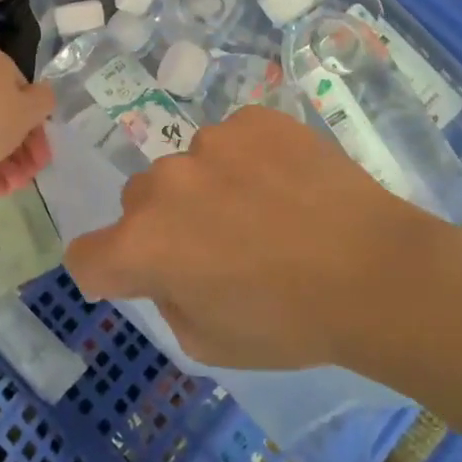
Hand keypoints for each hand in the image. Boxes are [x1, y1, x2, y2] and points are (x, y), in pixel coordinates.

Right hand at [64, 106, 443, 369]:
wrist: (375, 270)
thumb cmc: (290, 322)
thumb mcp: (209, 343)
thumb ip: (168, 298)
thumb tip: (169, 267)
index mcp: (144, 244)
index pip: (86, 255)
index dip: (110, 272)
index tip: (142, 277)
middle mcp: (165, 183)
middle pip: (139, 202)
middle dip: (164, 225)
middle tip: (219, 247)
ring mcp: (211, 141)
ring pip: (188, 166)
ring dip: (208, 188)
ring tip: (264, 211)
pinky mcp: (254, 118)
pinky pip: (233, 139)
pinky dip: (247, 160)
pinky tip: (287, 183)